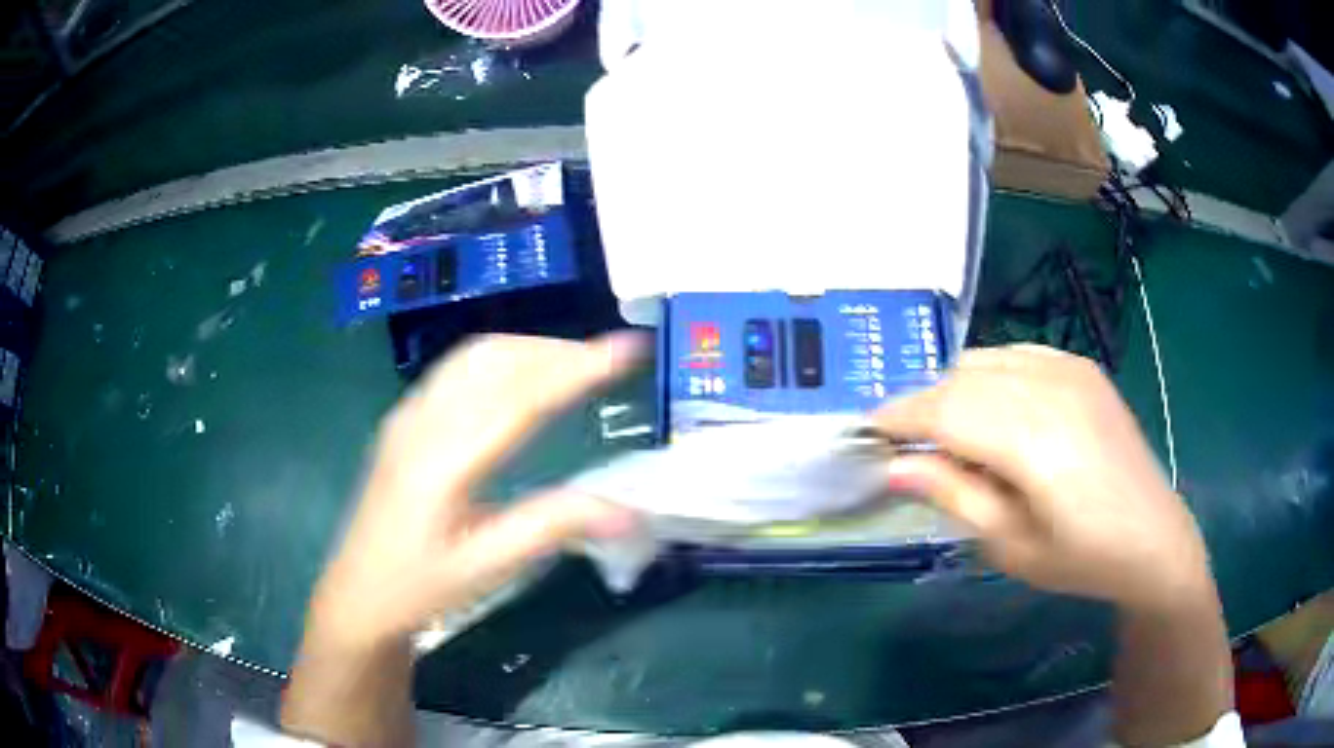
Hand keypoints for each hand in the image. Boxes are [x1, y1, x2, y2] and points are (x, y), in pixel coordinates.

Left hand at [306, 334, 639, 651]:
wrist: (357, 595)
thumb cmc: (419, 587)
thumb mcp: (486, 568)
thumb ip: (552, 528)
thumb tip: (629, 512)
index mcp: (443, 460)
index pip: (520, 396)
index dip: (577, 367)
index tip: (628, 348)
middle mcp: (422, 422)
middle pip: (495, 359)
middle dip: (557, 349)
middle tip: (610, 358)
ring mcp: (408, 416)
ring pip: (473, 357)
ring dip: (529, 349)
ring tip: (575, 363)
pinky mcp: (404, 422)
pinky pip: (457, 370)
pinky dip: (501, 360)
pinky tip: (520, 379)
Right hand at [873, 344, 1213, 612]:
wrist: (1152, 537)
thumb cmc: (1080, 557)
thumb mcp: (1009, 544)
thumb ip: (953, 496)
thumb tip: (894, 466)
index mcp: (1033, 438)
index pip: (945, 408)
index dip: (900, 415)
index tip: (867, 431)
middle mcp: (1050, 387)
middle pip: (962, 378)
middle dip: (924, 404)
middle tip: (906, 442)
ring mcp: (1070, 369)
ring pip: (987, 359)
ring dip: (956, 388)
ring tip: (948, 429)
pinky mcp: (1083, 367)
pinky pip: (1018, 353)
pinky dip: (991, 374)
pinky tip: (994, 406)